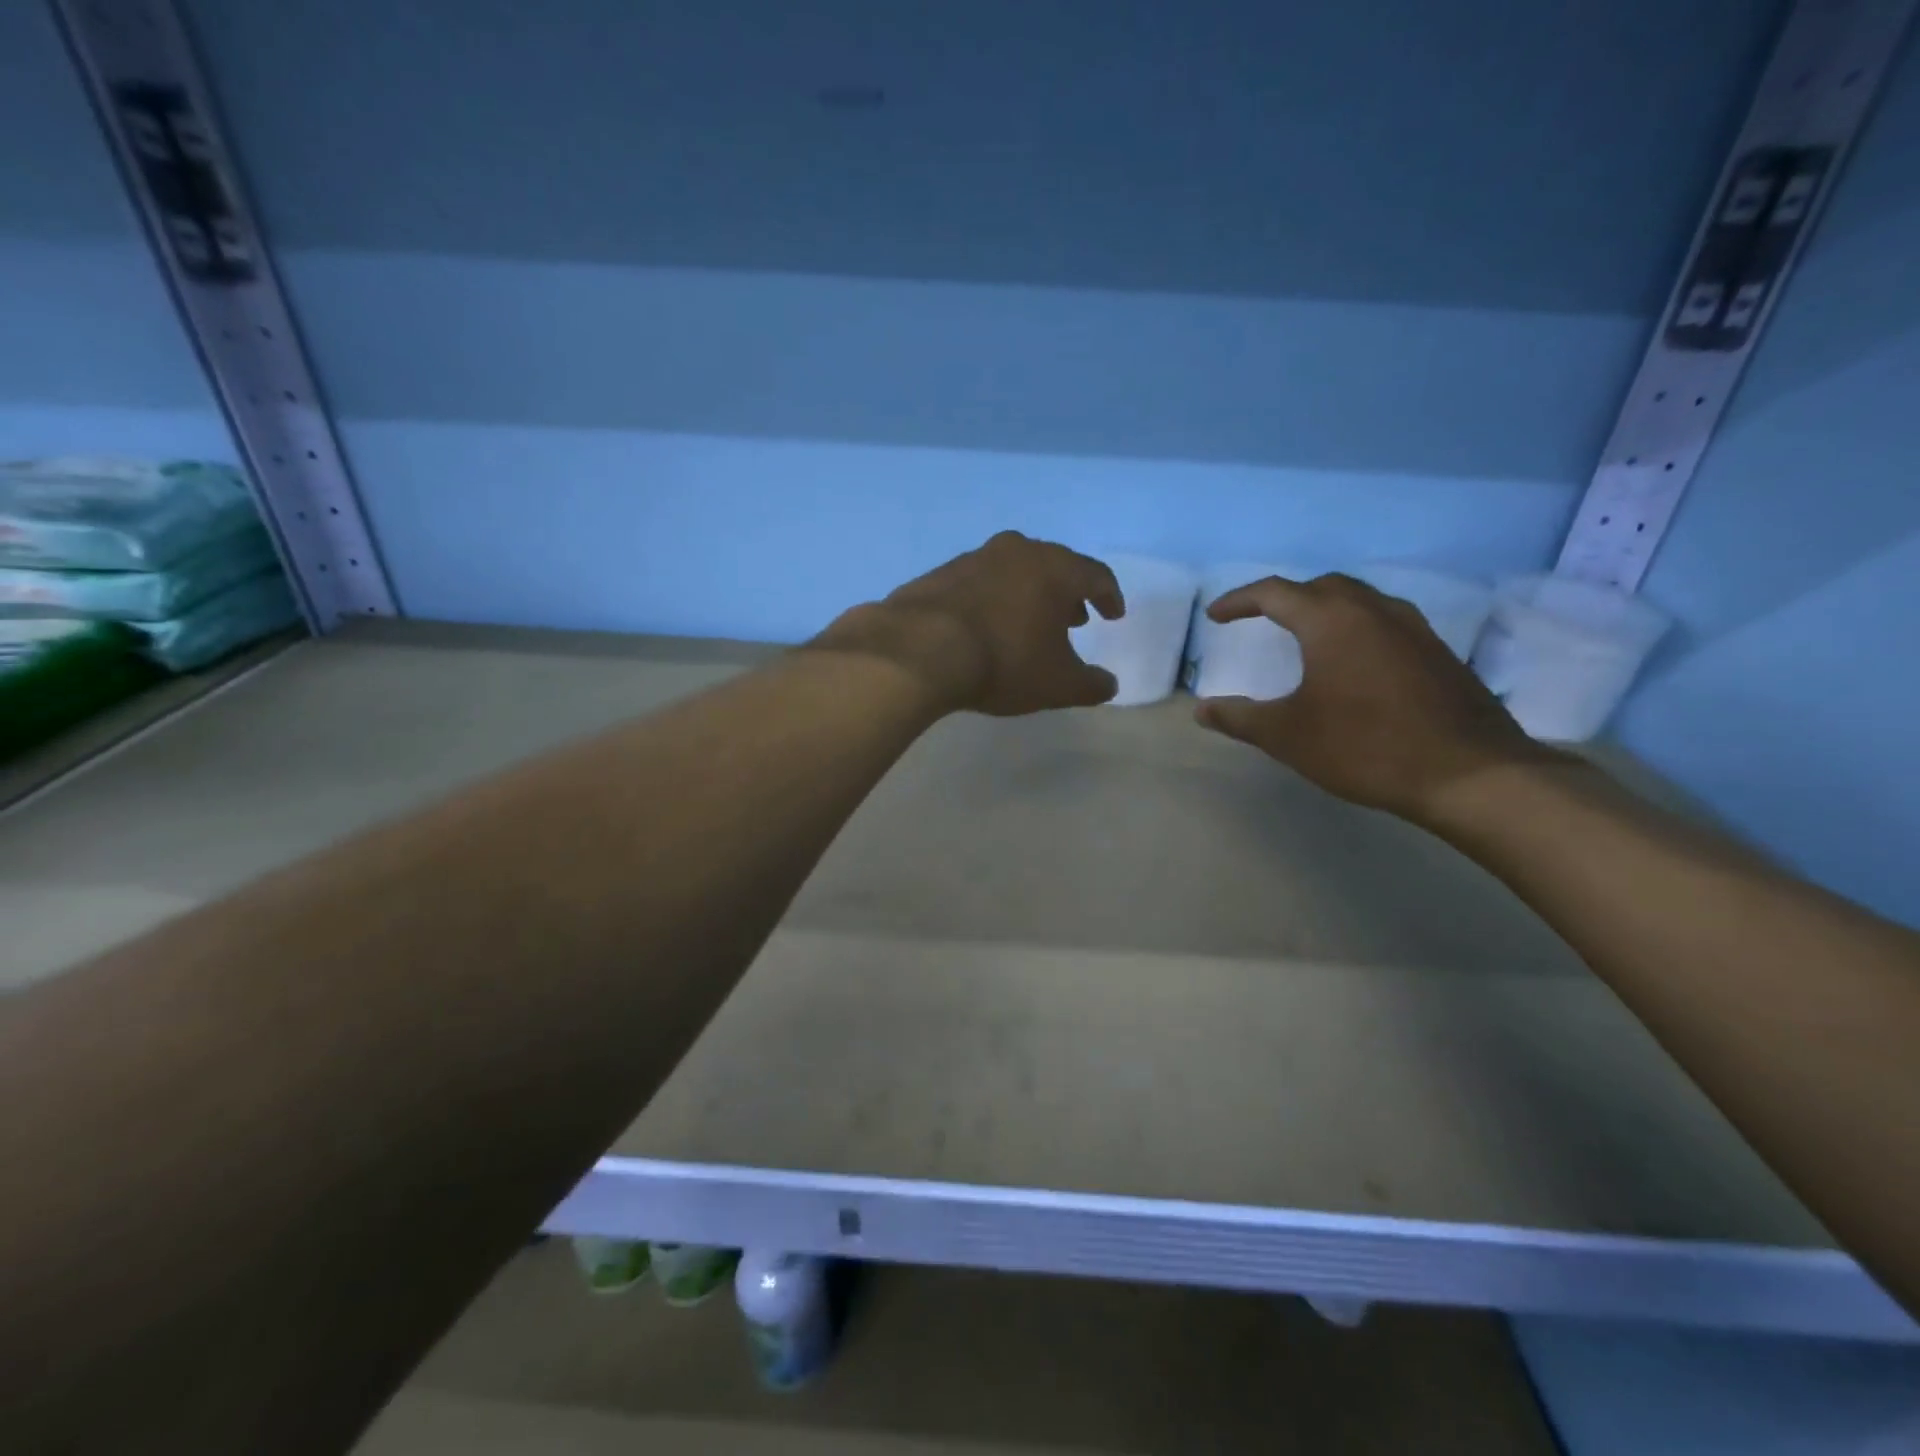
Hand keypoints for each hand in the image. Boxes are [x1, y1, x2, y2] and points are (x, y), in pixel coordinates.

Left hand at [813, 531, 1124, 715]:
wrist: (918, 650)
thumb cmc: (1003, 662)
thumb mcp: (1057, 685)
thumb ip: (1090, 685)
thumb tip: (1109, 685)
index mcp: (1054, 569)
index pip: (1095, 575)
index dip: (1109, 596)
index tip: (1113, 614)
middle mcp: (1017, 552)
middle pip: (1053, 566)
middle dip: (1067, 593)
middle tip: (1073, 618)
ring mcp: (974, 558)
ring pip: (1014, 571)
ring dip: (1028, 594)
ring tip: (1029, 623)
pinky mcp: (939, 573)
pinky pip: (978, 583)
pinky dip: (992, 600)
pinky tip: (985, 626)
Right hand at [1195, 574, 1552, 821]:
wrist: (1470, 773)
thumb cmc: (1365, 747)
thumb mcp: (1288, 736)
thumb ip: (1240, 718)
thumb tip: (1202, 709)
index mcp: (1331, 620)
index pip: (1275, 592)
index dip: (1239, 600)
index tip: (1216, 616)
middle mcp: (1374, 610)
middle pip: (1321, 586)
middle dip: (1285, 598)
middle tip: (1260, 619)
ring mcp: (1413, 628)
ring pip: (1359, 599)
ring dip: (1325, 608)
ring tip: (1305, 634)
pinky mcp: (1438, 651)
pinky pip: (1385, 621)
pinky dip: (1356, 627)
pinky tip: (1353, 661)